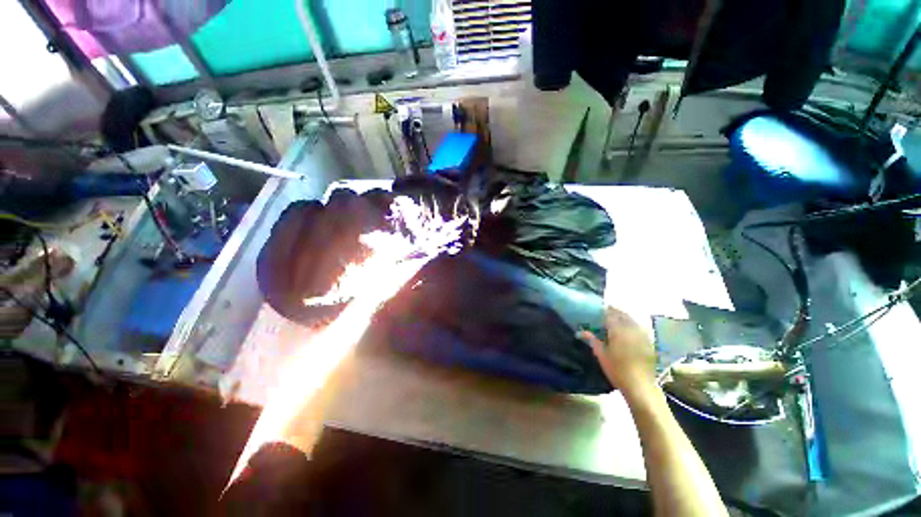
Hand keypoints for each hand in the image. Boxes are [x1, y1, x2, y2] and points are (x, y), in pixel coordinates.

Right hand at [579, 307, 656, 399]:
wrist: (640, 386)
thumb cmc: (617, 370)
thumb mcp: (601, 355)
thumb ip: (593, 340)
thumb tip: (582, 331)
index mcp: (618, 331)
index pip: (611, 315)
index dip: (604, 310)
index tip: (598, 309)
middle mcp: (631, 330)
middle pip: (623, 315)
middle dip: (615, 312)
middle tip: (606, 312)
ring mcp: (642, 336)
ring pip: (633, 320)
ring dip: (624, 317)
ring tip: (616, 319)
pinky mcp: (649, 343)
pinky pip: (640, 328)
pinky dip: (633, 325)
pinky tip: (628, 329)